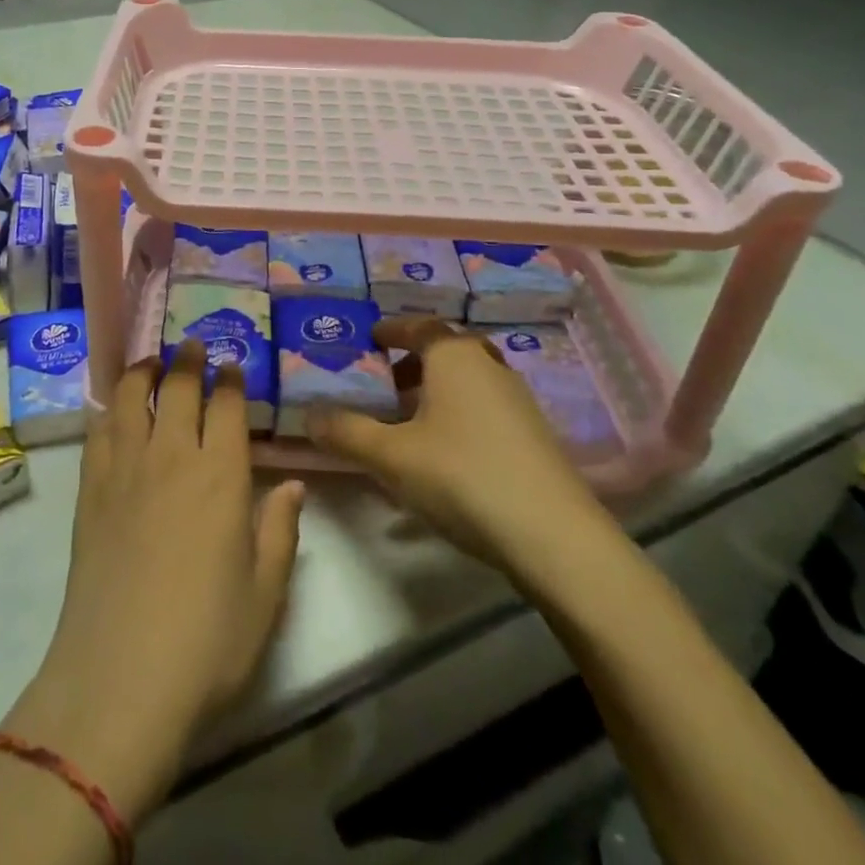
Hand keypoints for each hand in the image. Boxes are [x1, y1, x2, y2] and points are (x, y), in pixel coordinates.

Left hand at [2, 341, 304, 821]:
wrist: (121, 678)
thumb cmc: (207, 641)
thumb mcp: (265, 593)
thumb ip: (280, 531)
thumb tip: (293, 484)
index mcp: (221, 476)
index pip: (227, 406)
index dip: (230, 379)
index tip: (232, 363)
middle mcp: (172, 456)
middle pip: (177, 388)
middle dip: (187, 360)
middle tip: (192, 345)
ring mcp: (125, 469)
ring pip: (131, 397)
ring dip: (142, 370)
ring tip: (150, 360)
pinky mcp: (89, 490)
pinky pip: (98, 431)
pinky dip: (107, 407)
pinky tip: (111, 405)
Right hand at [305, 318, 612, 582]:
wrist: (555, 537)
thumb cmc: (463, 476)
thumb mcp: (391, 456)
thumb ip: (346, 432)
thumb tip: (308, 415)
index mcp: (454, 356)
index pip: (420, 326)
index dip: (392, 330)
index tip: (370, 339)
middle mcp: (489, 367)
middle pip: (446, 352)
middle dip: (412, 363)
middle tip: (384, 383)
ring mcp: (518, 402)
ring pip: (468, 382)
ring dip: (436, 393)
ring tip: (407, 423)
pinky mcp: (535, 437)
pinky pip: (485, 410)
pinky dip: (459, 417)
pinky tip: (444, 457)